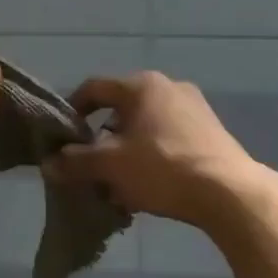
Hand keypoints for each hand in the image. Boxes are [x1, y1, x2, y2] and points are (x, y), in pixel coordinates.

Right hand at [43, 71, 277, 229]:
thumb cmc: (162, 168)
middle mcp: (169, 87)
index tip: (62, 137)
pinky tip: (149, 187)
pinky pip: (169, 139)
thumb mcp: (110, 166)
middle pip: (121, 110)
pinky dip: (152, 157)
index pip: (94, 89)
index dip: (72, 111)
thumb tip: (48, 164)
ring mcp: (194, 108)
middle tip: (91, 166)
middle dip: (102, 139)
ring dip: (127, 152)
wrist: (229, 192)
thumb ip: (75, 162)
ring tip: (119, 184)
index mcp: (141, 86)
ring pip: (146, 127)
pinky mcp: (211, 132)